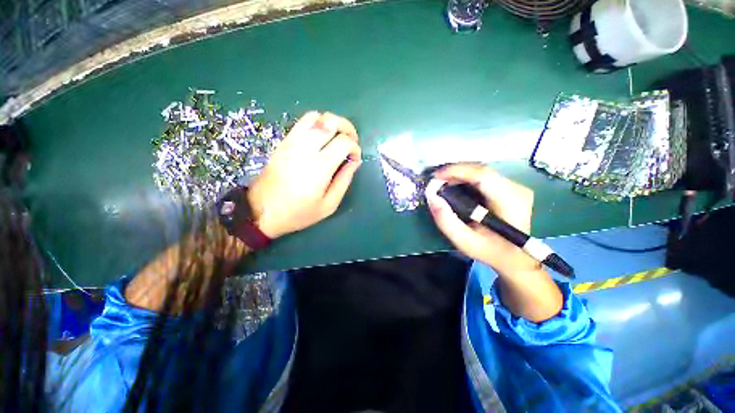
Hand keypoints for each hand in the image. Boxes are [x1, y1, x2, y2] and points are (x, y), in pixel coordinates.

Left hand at [247, 112, 361, 238]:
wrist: (262, 211)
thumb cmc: (298, 212)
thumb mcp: (329, 205)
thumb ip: (344, 181)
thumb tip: (354, 162)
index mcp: (320, 166)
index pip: (344, 142)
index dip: (355, 148)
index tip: (355, 159)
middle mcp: (306, 148)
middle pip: (331, 121)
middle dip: (347, 127)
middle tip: (352, 141)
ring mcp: (292, 142)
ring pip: (316, 116)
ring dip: (332, 122)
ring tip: (337, 136)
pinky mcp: (284, 142)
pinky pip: (302, 122)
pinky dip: (317, 123)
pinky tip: (321, 137)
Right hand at [426, 163, 539, 277]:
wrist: (515, 257)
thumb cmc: (490, 251)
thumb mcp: (464, 241)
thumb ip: (446, 220)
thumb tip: (432, 197)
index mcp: (510, 202)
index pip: (483, 175)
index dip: (457, 171)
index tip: (436, 176)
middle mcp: (517, 189)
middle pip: (481, 170)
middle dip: (455, 172)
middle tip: (436, 181)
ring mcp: (516, 186)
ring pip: (481, 171)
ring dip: (459, 174)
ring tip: (442, 183)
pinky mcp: (511, 187)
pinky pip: (484, 176)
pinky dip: (466, 178)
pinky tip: (455, 185)